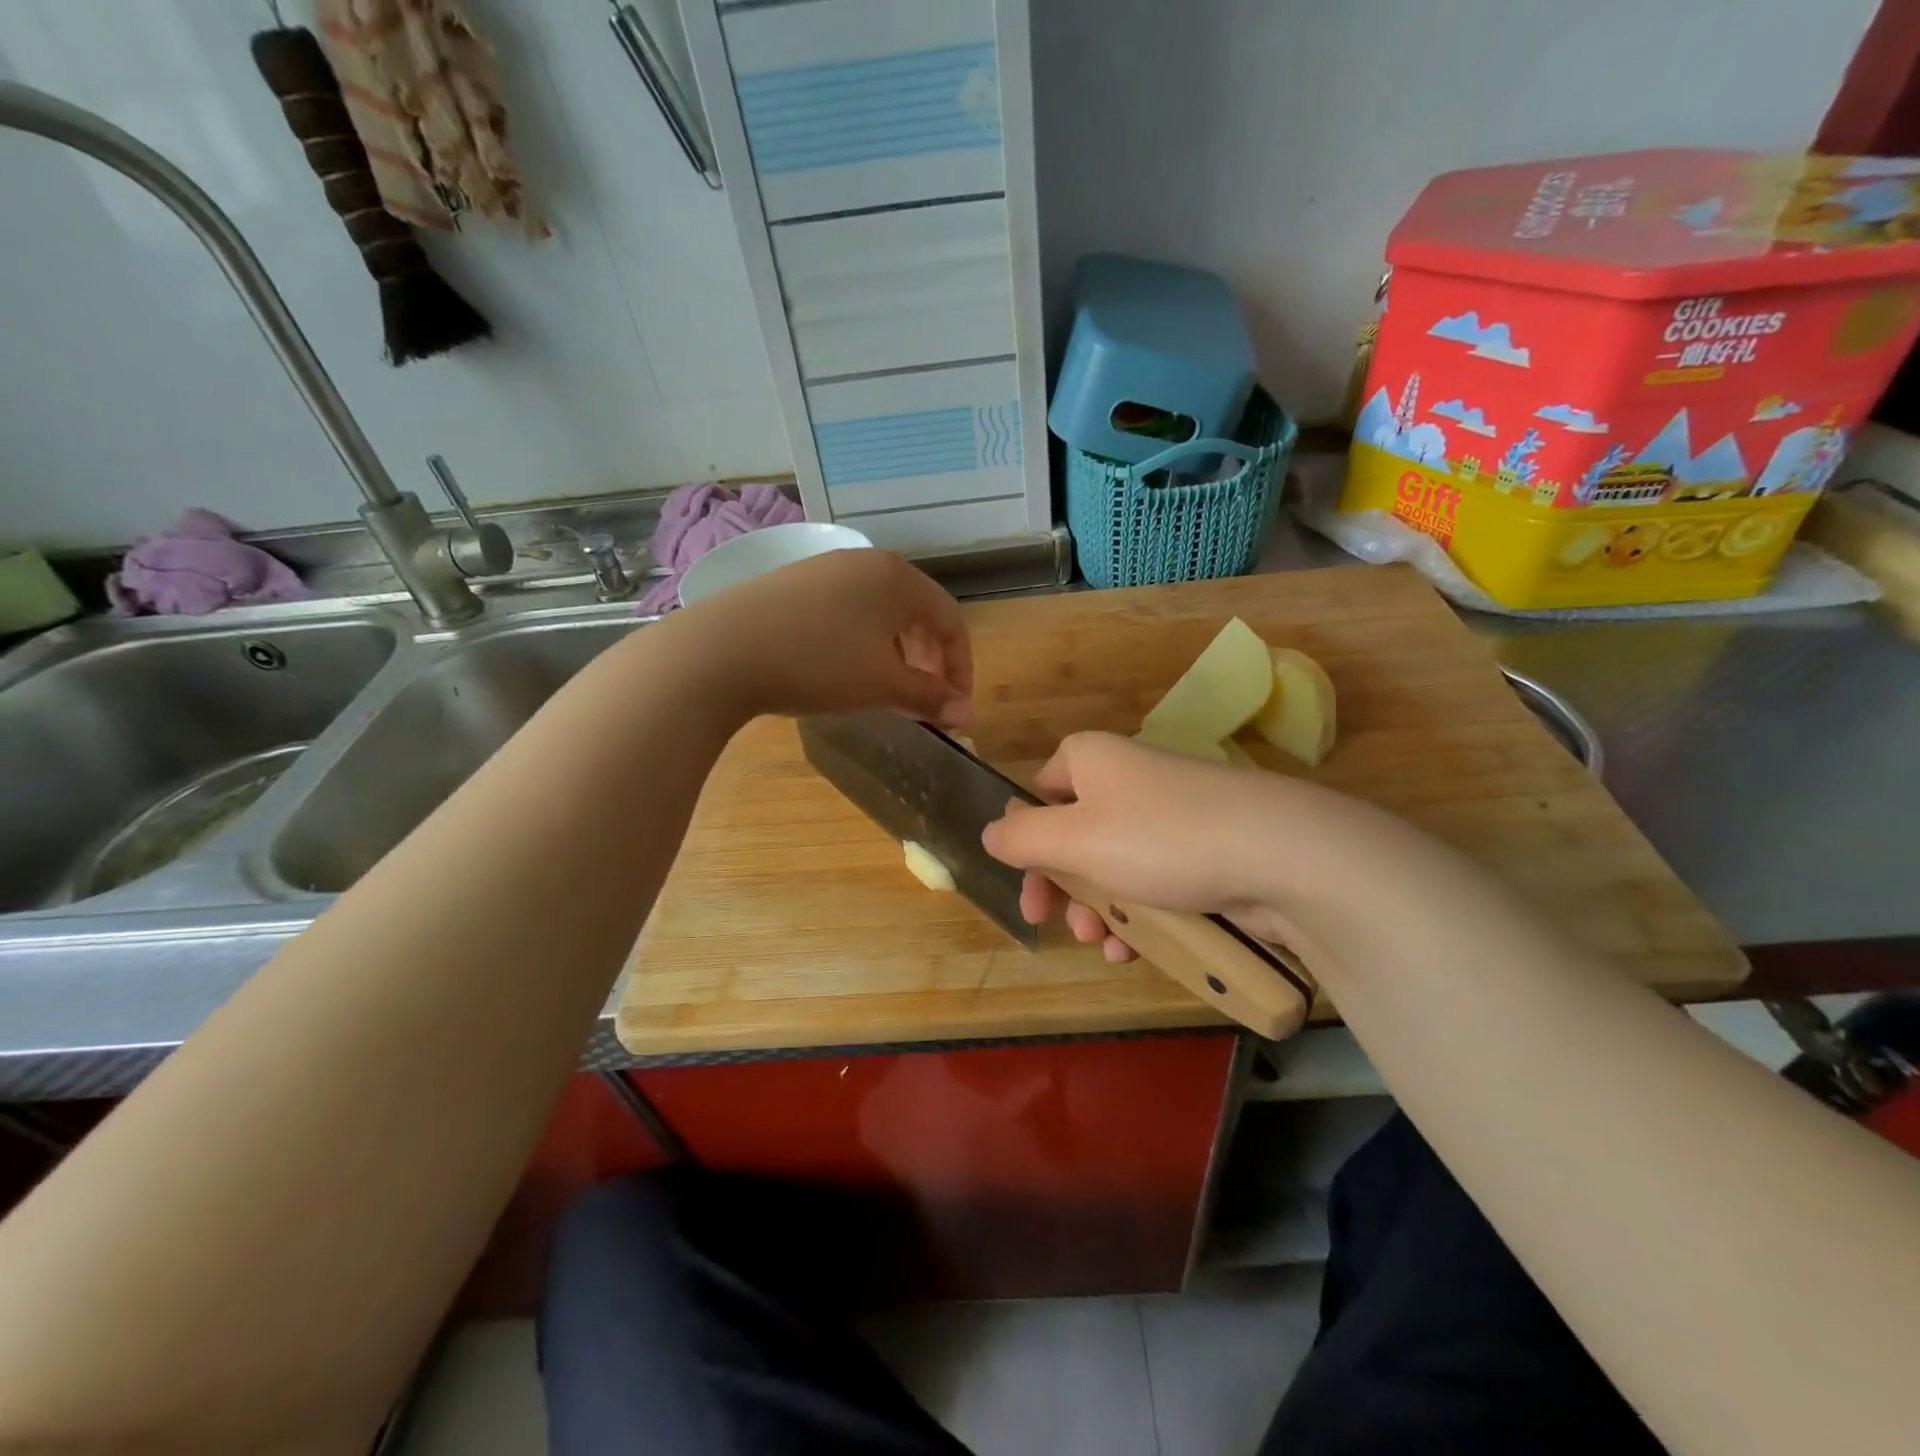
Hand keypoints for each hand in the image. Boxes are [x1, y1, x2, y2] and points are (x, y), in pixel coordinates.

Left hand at [672, 549, 972, 728]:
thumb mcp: (882, 685)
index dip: (961, 668)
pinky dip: (860, 643)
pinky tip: (841, 670)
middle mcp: (866, 562)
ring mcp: (825, 569)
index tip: (954, 708)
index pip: (951, 621)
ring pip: (880, 613)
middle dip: (929, 660)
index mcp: (898, 578)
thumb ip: (931, 697)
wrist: (721, 651)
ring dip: (895, 653)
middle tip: (924, 700)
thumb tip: (968, 715)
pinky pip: (846, 611)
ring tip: (884, 689)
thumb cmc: (818, 664)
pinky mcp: (792, 584)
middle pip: (917, 613)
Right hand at [981, 732, 1284, 960]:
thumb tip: (989, 833)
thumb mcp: (1073, 839)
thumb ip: (1021, 838)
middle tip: (1060, 926)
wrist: (1279, 854)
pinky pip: (1155, 879)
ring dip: (1100, 910)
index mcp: (1091, 760)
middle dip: (1065, 888)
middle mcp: (1128, 778)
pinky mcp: (1203, 847)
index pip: (1038, 791)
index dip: (1025, 841)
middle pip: (1073, 834)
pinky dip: (1141, 914)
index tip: (1027, 886)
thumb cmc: (1159, 838)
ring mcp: (1170, 813)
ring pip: (1114, 864)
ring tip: (1106, 945)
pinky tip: (1138, 950)